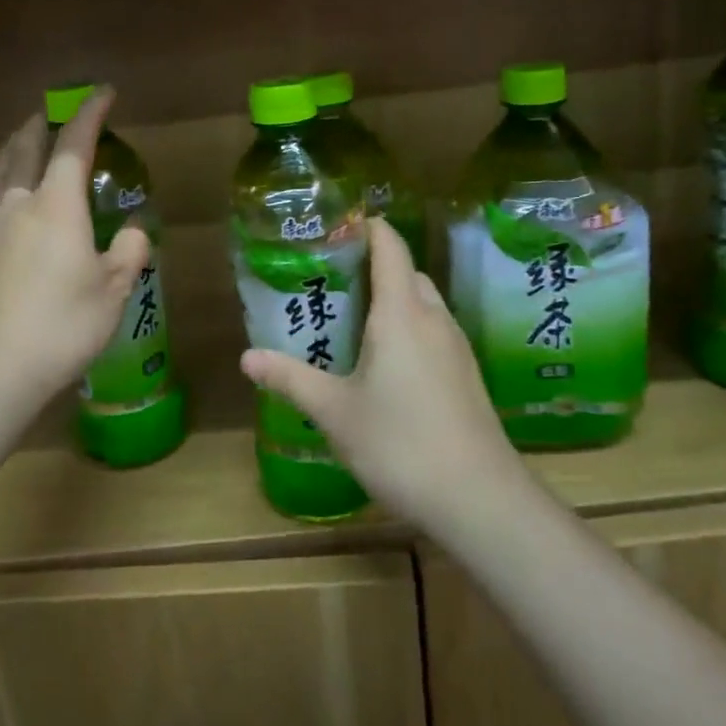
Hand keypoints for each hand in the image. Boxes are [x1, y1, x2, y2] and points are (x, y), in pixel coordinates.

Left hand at [0, 87, 150, 417]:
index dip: (89, 113)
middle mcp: (16, 205)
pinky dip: (0, 200)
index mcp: (56, 204)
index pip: (74, 144)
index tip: (103, 92)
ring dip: (12, 155)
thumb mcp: (115, 289)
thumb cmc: (66, 323)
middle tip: (49, 115)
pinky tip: (6, 218)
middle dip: (38, 126)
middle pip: (23, 149)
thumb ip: (128, 250)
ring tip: (20, 149)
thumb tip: (131, 230)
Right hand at [239, 219, 528, 535]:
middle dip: (372, 268)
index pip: (389, 245)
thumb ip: (290, 379)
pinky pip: (433, 332)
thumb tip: (246, 357)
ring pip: (422, 304)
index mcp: (401, 313)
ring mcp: (456, 346)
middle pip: (406, 272)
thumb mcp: (334, 411)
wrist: (479, 498)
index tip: (335, 227)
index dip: (366, 227)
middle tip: (331, 284)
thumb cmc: (400, 443)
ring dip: (392, 301)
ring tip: (352, 323)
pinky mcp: (466, 374)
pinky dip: (408, 329)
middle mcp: (434, 318)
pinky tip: (386, 365)